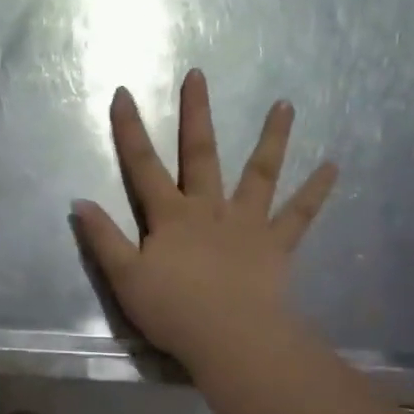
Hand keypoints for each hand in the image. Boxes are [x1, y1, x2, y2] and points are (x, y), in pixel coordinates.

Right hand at [74, 69, 338, 369]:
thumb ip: (103, 238)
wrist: (229, 338)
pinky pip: (298, 214)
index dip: (130, 129)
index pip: (143, 166)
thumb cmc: (173, 310)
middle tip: (198, 75)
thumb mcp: (124, 277)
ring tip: (286, 104)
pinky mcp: (276, 244)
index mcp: (170, 216)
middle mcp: (209, 208)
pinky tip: (333, 166)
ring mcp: (246, 222)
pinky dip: (316, 191)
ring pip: (260, 172)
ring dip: (271, 138)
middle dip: (196, 113)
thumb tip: (79, 201)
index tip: (123, 92)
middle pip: (201, 153)